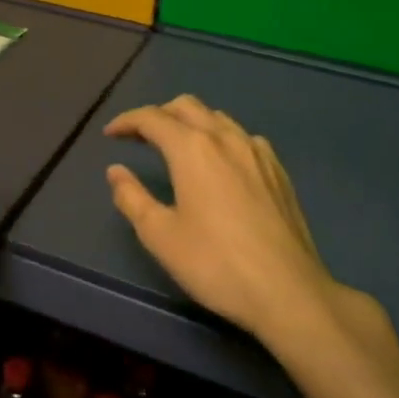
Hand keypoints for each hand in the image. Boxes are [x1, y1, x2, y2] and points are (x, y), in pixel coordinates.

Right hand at [105, 95, 349, 346]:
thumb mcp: (160, 235)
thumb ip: (132, 198)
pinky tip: (221, 164)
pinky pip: (243, 137)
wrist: (288, 291)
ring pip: (217, 117)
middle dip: (158, 114)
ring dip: (191, 123)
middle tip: (140, 137)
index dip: (127, 122)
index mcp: (192, 148)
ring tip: (177, 148)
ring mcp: (257, 151)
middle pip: (186, 106)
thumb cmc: (215, 263)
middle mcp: (225, 138)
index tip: (110, 134)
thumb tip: (116, 172)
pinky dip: (221, 138)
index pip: (152, 118)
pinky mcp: (278, 170)